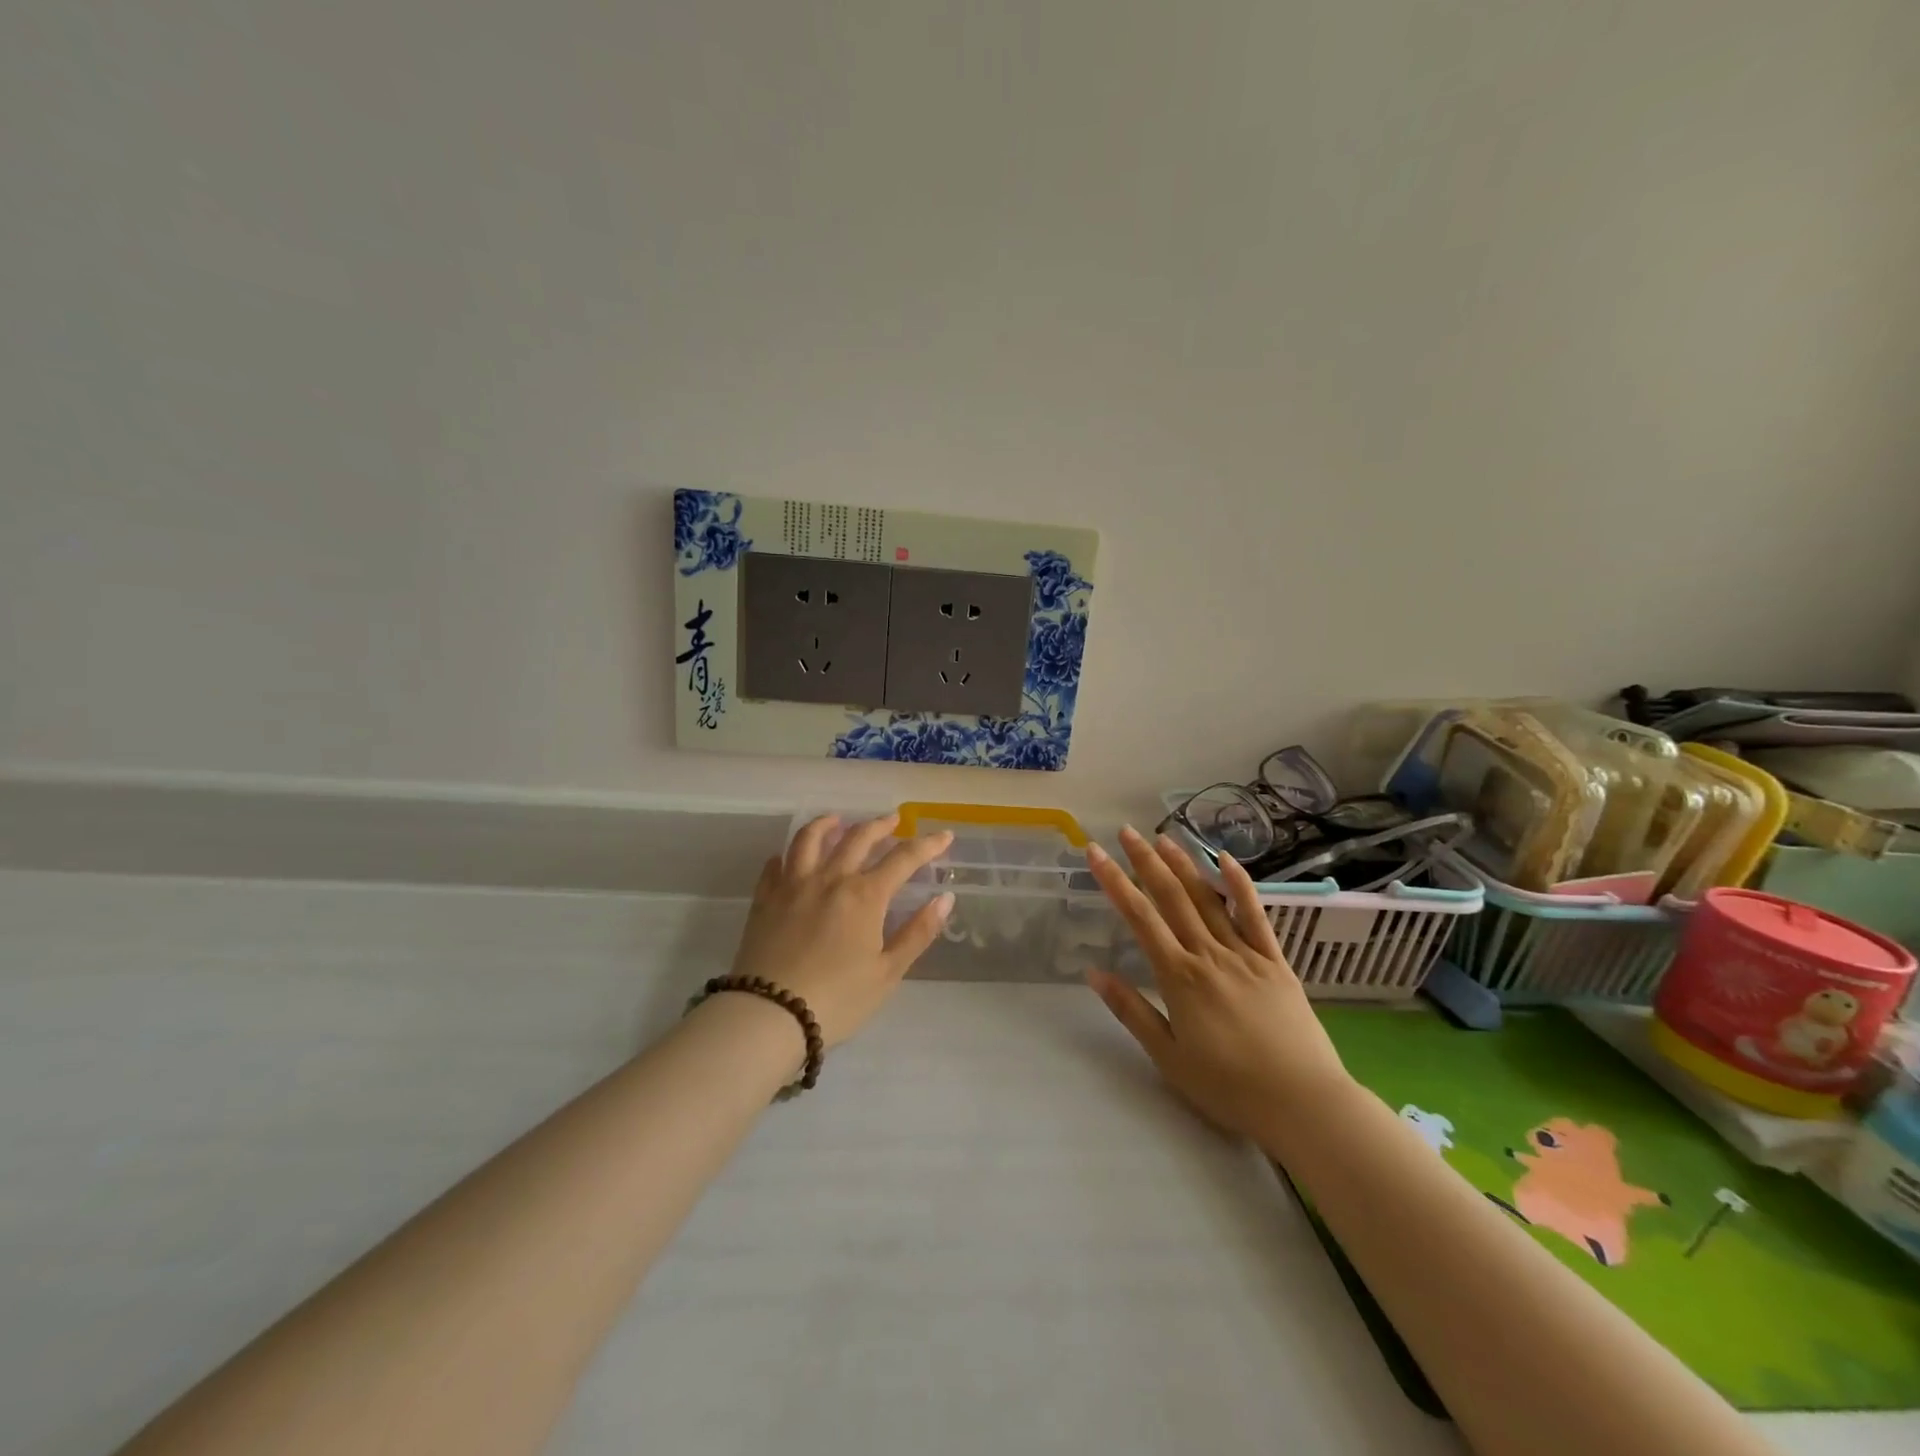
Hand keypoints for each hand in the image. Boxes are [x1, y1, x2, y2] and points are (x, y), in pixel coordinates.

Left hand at [727, 814, 955, 1046]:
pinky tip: (790, 857)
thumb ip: (918, 932)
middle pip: (858, 838)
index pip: (904, 858)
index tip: (945, 835)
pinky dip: (787, 854)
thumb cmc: (837, 1000)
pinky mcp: (764, 899)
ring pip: (810, 839)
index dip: (928, 845)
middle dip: (880, 825)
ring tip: (837, 820)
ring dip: (827, 824)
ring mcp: (793, 885)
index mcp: (865, 895)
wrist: (769, 1015)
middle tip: (893, 819)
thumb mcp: (887, 973)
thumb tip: (945, 898)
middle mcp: (830, 879)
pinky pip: (775, 865)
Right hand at [1084, 825, 1350, 1137]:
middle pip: (1171, 897)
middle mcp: (1208, 954)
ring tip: (1163, 837)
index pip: (1139, 918)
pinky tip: (1226, 859)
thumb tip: (1094, 973)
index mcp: (1179, 977)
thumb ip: (1131, 1011)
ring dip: (1184, 865)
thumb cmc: (1229, 1087)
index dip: (1114, 881)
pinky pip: (1255, 915)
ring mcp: (1245, 954)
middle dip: (1145, 861)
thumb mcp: (1168, 1057)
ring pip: (1208, 899)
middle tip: (1125, 831)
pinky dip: (1240, 885)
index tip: (1095, 853)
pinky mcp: (1275, 961)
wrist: (1303, 1103)